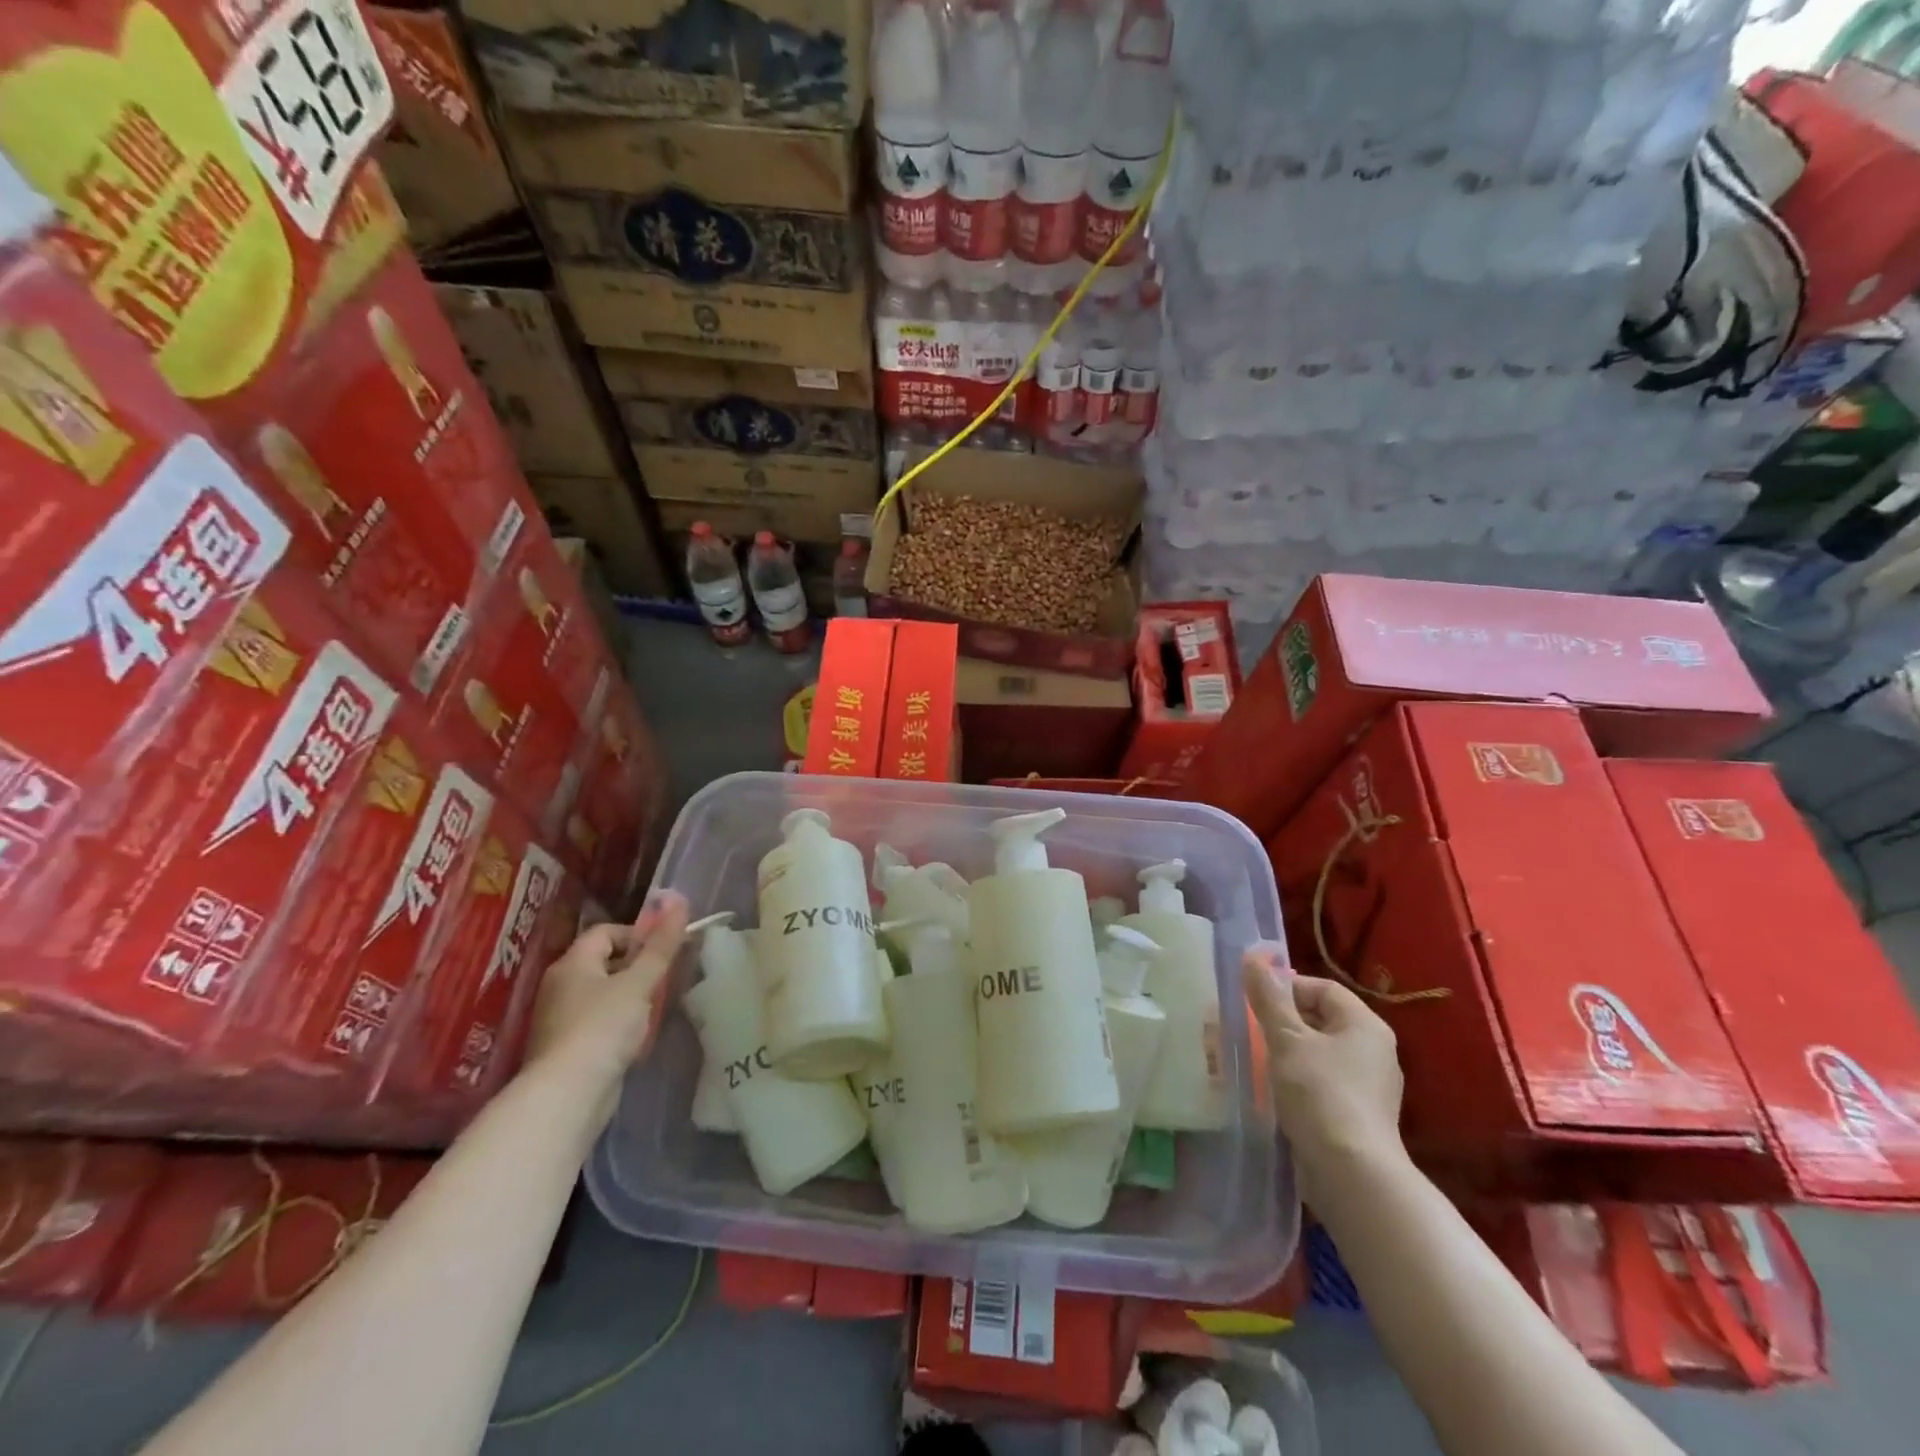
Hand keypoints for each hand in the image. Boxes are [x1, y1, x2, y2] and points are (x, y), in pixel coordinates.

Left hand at [525, 890, 689, 1114]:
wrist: (568, 1094)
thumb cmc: (603, 1027)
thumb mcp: (640, 982)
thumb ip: (661, 945)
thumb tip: (680, 901)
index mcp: (573, 963)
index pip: (607, 932)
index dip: (638, 936)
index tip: (664, 953)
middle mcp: (560, 985)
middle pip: (605, 962)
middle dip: (637, 968)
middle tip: (664, 981)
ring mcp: (560, 1018)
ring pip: (603, 994)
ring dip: (630, 998)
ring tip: (654, 1010)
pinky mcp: (566, 1047)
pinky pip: (598, 1022)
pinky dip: (618, 1024)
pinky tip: (635, 1038)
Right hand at [1245, 946, 1405, 1185]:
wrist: (1352, 1174)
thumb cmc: (1320, 1094)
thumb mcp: (1286, 1039)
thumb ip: (1268, 999)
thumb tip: (1252, 959)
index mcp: (1365, 1025)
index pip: (1322, 988)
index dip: (1286, 988)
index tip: (1255, 1003)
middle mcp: (1375, 1050)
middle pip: (1322, 1019)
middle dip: (1283, 1021)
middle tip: (1250, 1030)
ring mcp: (1370, 1086)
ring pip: (1320, 1053)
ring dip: (1288, 1052)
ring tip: (1257, 1061)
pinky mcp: (1359, 1116)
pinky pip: (1324, 1083)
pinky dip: (1299, 1081)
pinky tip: (1276, 1093)